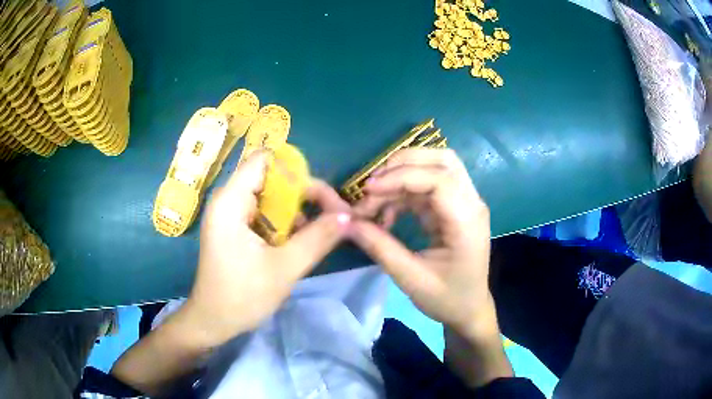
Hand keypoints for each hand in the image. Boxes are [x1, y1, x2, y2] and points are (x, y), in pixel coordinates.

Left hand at [179, 151, 351, 347]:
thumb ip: (318, 238)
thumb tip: (347, 216)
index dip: (296, 171)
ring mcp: (230, 214)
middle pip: (271, 178)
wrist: (214, 322)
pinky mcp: (234, 228)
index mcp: (231, 201)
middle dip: (303, 194)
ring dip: (295, 211)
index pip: (265, 160)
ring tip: (315, 234)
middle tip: (331, 217)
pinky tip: (295, 243)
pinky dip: (283, 223)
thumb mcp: (285, 267)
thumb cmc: (243, 296)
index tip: (321, 198)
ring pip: (270, 196)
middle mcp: (228, 200)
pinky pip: (263, 213)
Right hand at [350, 148, 494, 338]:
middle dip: (402, 165)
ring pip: (435, 167)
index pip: (439, 179)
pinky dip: (404, 191)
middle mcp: (472, 203)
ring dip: (401, 176)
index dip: (401, 177)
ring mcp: (465, 202)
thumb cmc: (447, 299)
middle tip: (372, 186)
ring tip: (374, 200)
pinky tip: (387, 212)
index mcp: (467, 222)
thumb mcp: (411, 279)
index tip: (368, 191)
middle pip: (442, 160)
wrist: (469, 309)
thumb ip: (380, 248)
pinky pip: (428, 185)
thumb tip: (347, 222)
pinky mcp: (454, 206)